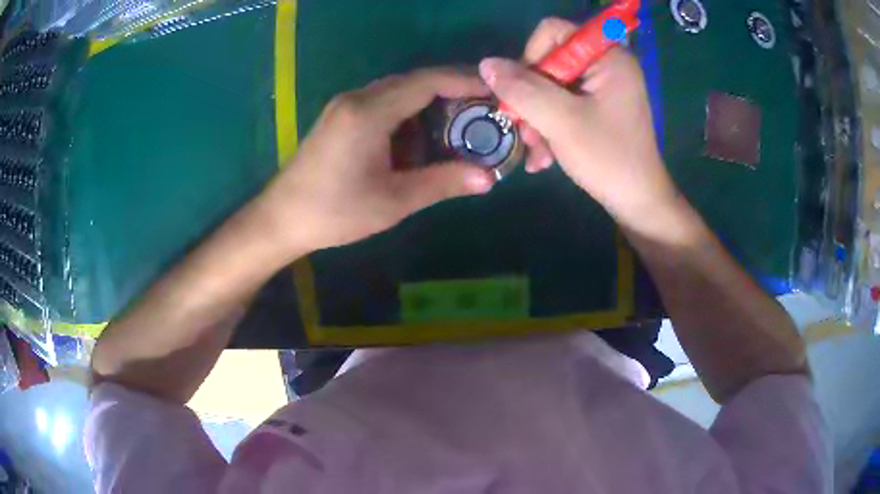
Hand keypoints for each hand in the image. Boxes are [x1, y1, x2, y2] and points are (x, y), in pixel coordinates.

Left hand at [257, 68, 495, 254]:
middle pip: (415, 81)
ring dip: (430, 105)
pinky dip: (409, 115)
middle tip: (484, 112)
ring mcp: (346, 105)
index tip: (496, 92)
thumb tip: (488, 178)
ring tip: (459, 128)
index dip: (465, 81)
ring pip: (399, 92)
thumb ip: (442, 183)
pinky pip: (383, 104)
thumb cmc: (334, 212)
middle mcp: (358, 97)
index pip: (428, 81)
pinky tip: (420, 140)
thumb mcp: (393, 201)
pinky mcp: (340, 117)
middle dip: (452, 92)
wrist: (280, 219)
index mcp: (370, 111)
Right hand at [479, 18, 678, 226]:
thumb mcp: (562, 121)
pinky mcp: (598, 108)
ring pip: (551, 88)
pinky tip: (544, 158)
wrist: (638, 203)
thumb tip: (486, 64)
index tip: (525, 92)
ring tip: (536, 153)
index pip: (554, 32)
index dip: (531, 56)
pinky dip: (549, 128)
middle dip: (531, 99)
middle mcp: (606, 65)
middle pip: (549, 62)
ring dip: (536, 120)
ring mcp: (602, 88)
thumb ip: (522, 90)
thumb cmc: (608, 159)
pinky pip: (562, 105)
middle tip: (525, 131)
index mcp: (608, 57)